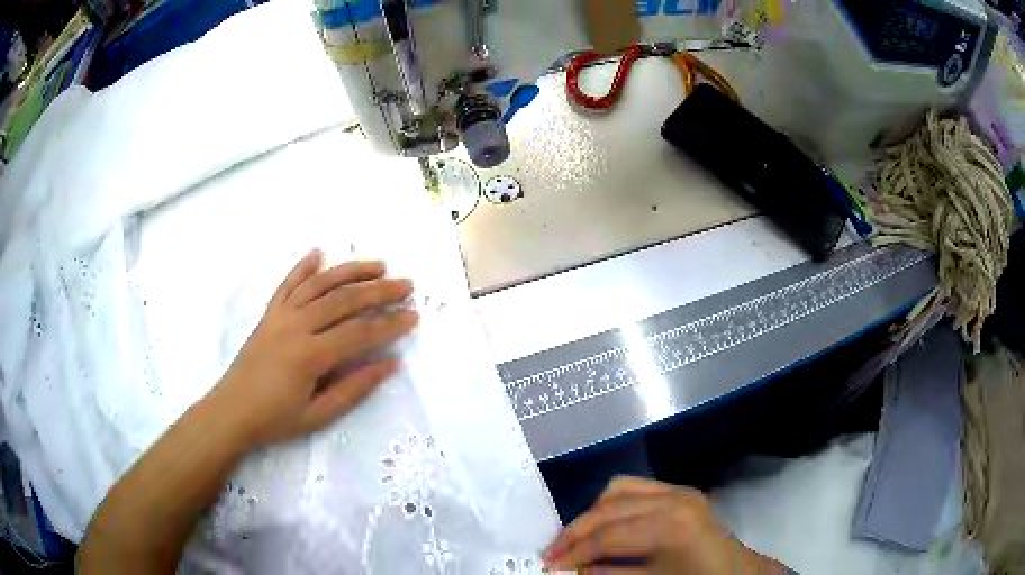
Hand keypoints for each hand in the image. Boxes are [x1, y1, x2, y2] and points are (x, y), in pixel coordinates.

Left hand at [213, 249, 417, 446]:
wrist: (231, 411)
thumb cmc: (275, 419)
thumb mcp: (319, 415)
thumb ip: (354, 388)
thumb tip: (389, 365)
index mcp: (310, 355)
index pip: (360, 333)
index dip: (390, 324)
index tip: (413, 316)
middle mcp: (296, 326)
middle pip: (344, 300)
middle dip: (379, 291)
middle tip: (406, 285)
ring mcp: (280, 316)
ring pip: (320, 284)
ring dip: (350, 271)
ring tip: (378, 265)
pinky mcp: (268, 313)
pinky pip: (287, 284)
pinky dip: (303, 266)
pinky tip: (318, 253)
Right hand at [543, 477, 786, 574]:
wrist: (737, 572)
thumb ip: (610, 574)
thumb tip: (571, 570)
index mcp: (670, 525)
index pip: (607, 536)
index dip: (574, 551)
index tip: (549, 564)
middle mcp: (673, 498)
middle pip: (607, 509)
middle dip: (574, 531)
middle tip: (552, 552)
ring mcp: (678, 490)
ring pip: (617, 490)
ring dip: (591, 514)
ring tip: (574, 538)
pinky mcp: (679, 490)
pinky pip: (635, 487)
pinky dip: (611, 503)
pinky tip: (602, 523)